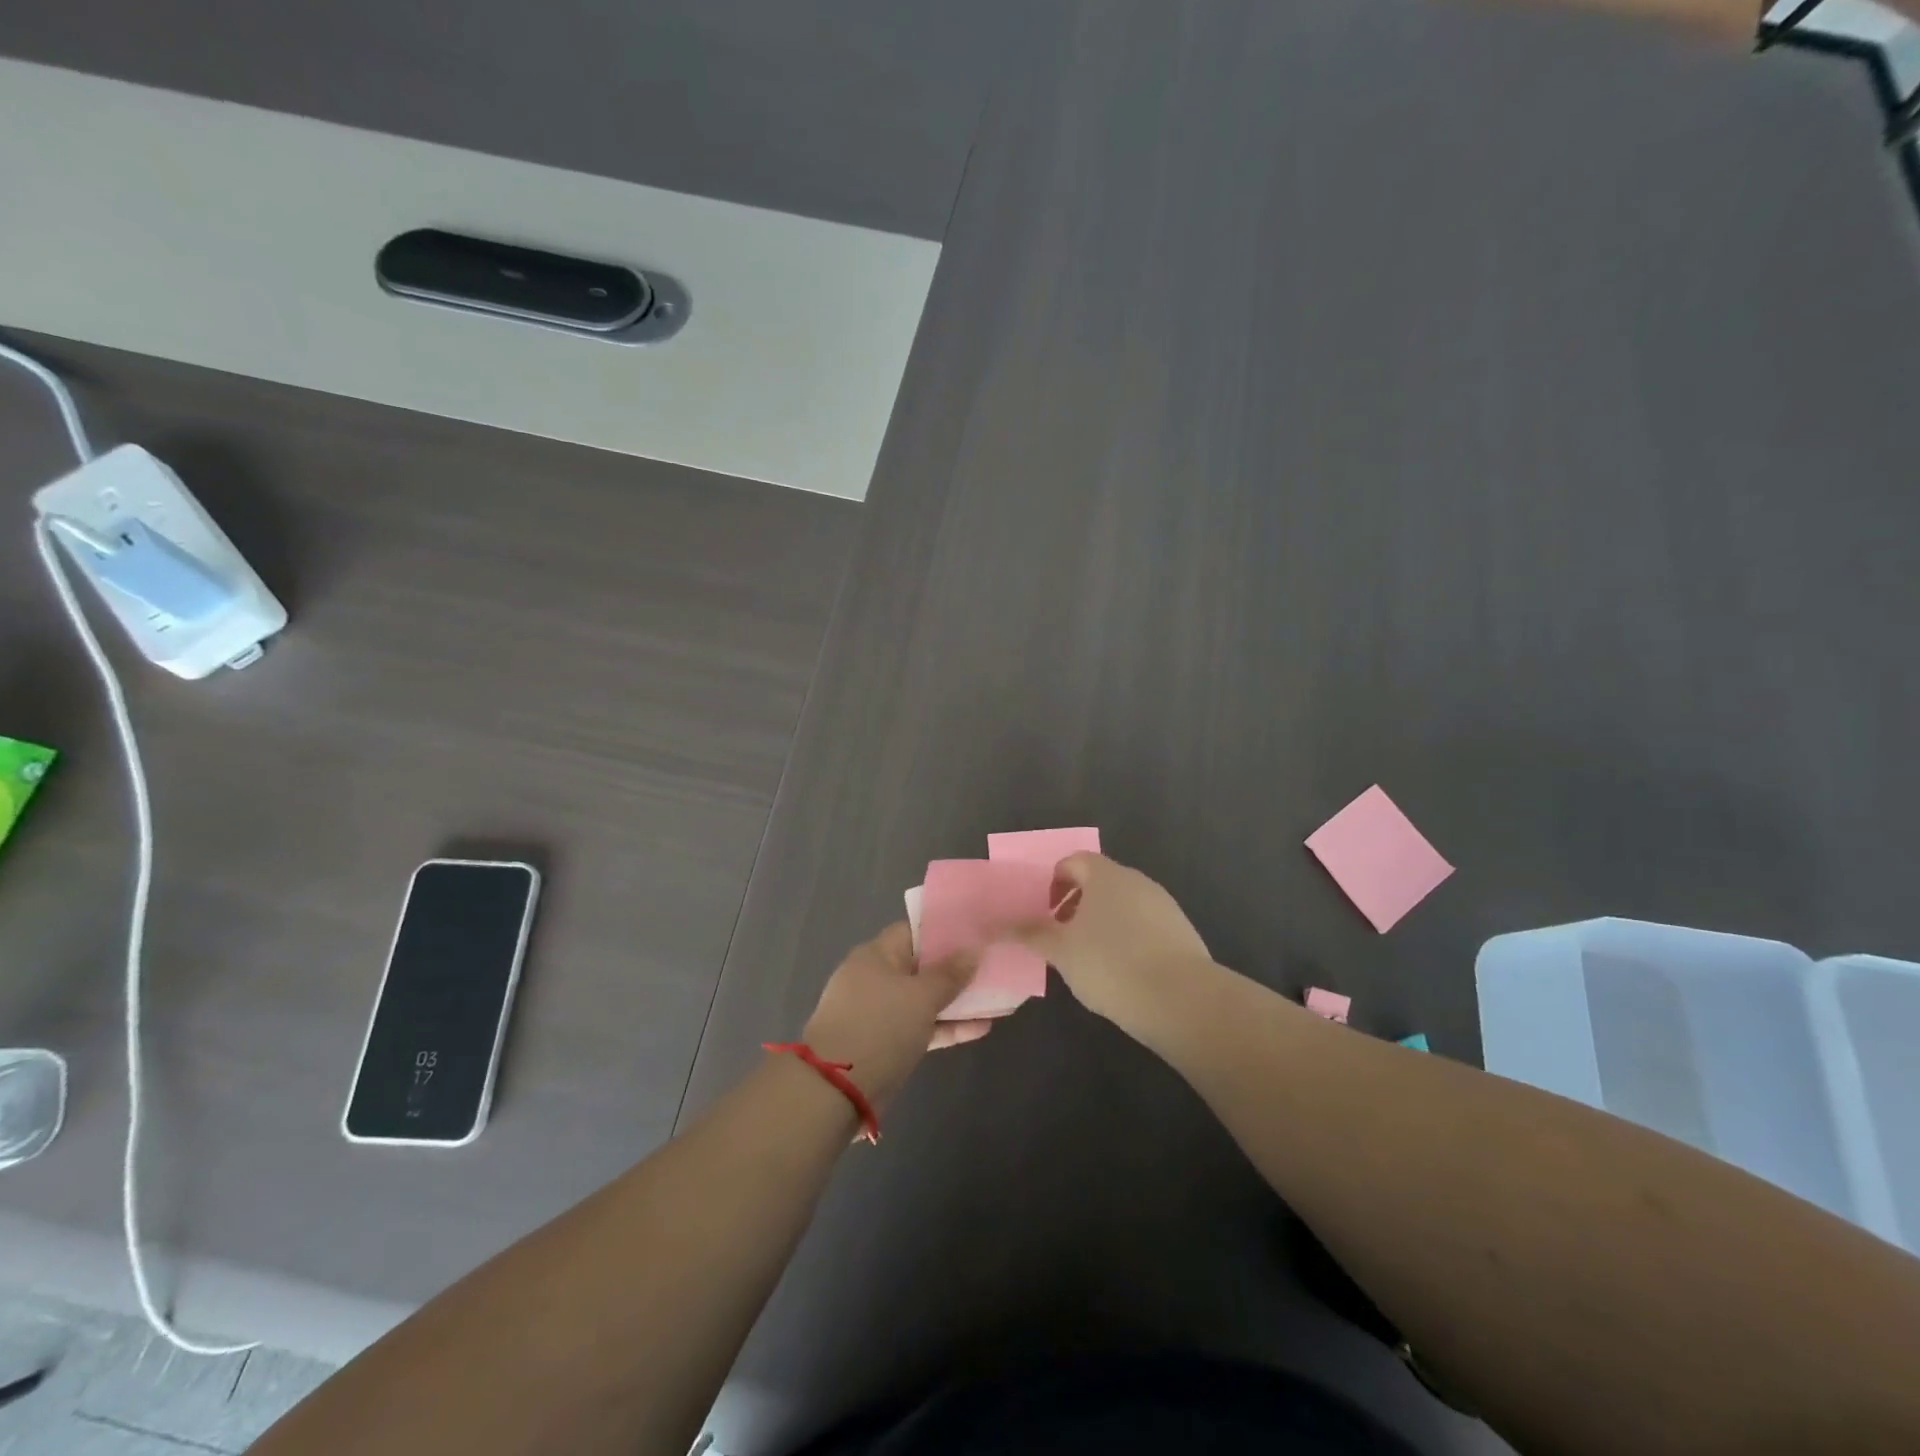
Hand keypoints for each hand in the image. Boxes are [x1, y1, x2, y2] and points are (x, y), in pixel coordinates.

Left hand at [802, 923, 993, 1107]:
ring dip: (956, 1000)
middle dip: (956, 968)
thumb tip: (973, 951)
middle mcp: (876, 978)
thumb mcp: (921, 996)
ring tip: (996, 997)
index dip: (945, 930)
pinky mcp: (886, 1043)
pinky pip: (922, 1026)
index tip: (977, 933)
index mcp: (876, 955)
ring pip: (924, 999)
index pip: (914, 930)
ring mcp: (880, 1012)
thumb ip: (950, 974)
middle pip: (922, 965)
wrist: (836, 1091)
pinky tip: (981, 1028)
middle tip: (992, 965)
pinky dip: (946, 1026)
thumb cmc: (880, 1027)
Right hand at [1014, 853, 1212, 1037]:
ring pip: (1124, 904)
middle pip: (1100, 881)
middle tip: (1062, 936)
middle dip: (1077, 903)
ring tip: (1090, 958)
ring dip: (1103, 922)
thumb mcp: (1061, 951)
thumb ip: (1032, 934)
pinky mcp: (1181, 931)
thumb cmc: (1110, 964)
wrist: (1180, 998)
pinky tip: (1122, 971)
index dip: (1055, 881)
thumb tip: (1003, 926)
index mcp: (1105, 875)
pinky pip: (1145, 925)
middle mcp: (1137, 881)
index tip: (1045, 912)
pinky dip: (1128, 938)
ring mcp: (1163, 904)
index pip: (1074, 861)